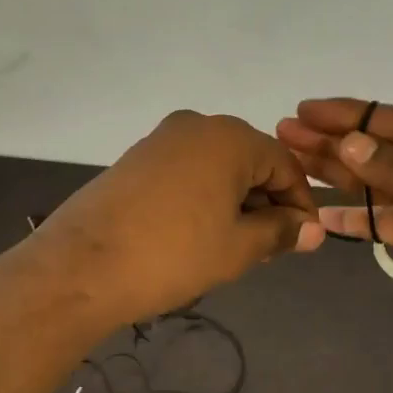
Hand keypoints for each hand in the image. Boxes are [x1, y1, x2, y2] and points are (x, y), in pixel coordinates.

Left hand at [25, 110, 323, 334]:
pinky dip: (203, 196)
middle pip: (251, 160)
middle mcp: (197, 125)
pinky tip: (198, 232)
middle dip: (267, 202)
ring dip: (235, 201)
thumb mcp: (237, 248)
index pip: (285, 164)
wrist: (80, 267)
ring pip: (217, 167)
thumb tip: (312, 229)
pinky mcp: (136, 158)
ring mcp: (161, 138)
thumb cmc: (172, 255)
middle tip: (269, 248)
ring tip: (234, 246)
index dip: (301, 203)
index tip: (304, 240)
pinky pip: (186, 171)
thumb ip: (280, 232)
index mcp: (230, 138)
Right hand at [275, 99, 392, 347]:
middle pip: (381, 147)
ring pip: (377, 180)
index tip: (305, 109)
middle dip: (334, 142)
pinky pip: (382, 216)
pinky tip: (321, 209)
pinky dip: (355, 215)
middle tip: (284, 132)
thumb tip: (346, 142)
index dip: (348, 117)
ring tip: (291, 160)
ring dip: (337, 173)